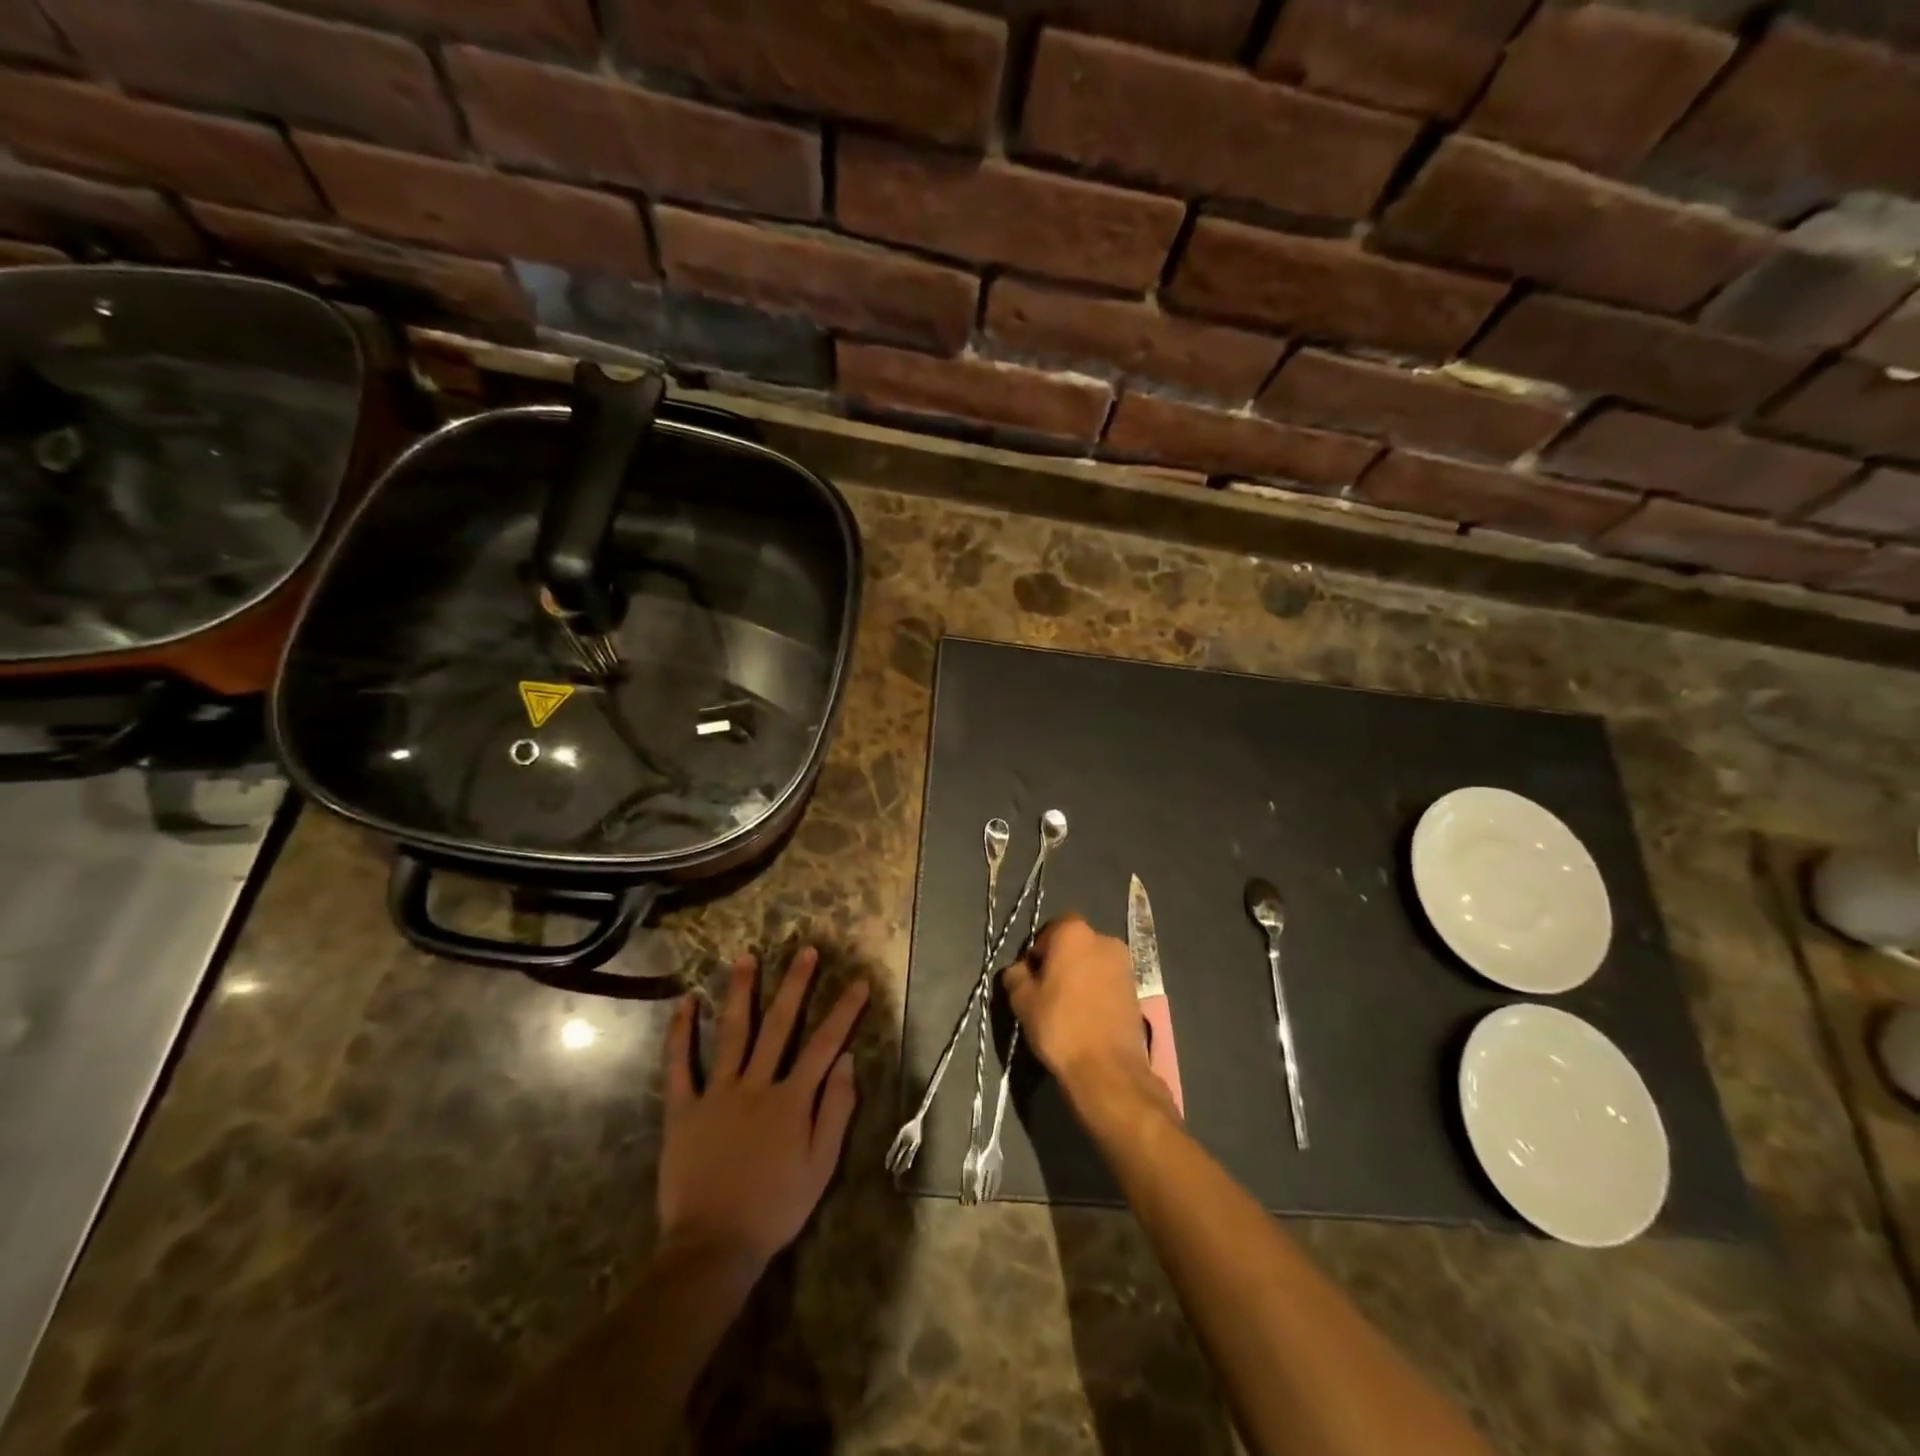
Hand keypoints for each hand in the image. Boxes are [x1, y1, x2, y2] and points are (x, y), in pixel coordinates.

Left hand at [658, 946, 867, 1269]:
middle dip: (795, 985)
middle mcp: (756, 1085)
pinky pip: (680, 1065)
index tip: (859, 981)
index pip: (825, 1045)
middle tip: (805, 950)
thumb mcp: (821, 1166)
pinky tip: (685, 1003)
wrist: (713, 1247)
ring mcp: (717, 1094)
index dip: (844, 1011)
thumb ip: (836, 1110)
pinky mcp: (683, 1110)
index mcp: (791, 1100)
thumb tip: (848, 1061)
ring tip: (747, 957)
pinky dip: (681, 1033)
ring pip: (732, 1033)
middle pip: (779, 1025)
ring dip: (741, 992)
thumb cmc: (775, 1208)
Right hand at [1002, 916, 1169, 1117]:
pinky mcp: (1136, 989)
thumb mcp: (1022, 1001)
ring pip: (1093, 963)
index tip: (1031, 976)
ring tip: (1068, 1007)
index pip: (1051, 929)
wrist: (1108, 1068)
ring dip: (1080, 976)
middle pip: (1075, 944)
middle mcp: (1104, 939)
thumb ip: (1015, 975)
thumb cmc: (1060, 1026)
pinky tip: (1087, 1016)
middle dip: (1061, 961)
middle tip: (1047, 991)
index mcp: (1074, 933)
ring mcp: (1124, 964)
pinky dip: (1097, 991)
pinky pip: (1108, 981)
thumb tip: (1019, 970)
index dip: (1038, 950)